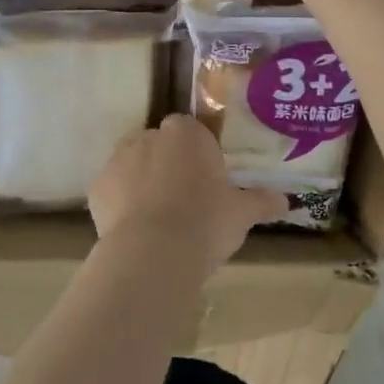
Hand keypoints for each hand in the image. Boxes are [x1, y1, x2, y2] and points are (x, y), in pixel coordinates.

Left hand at [89, 116, 286, 269]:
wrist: (153, 252)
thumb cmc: (206, 222)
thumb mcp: (241, 213)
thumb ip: (262, 202)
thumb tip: (287, 201)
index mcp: (187, 133)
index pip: (190, 130)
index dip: (197, 154)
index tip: (205, 179)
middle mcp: (149, 136)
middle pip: (159, 144)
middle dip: (168, 164)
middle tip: (184, 199)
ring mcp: (118, 159)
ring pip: (132, 164)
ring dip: (142, 181)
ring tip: (158, 217)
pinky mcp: (96, 186)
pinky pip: (112, 189)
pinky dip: (120, 203)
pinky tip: (134, 229)